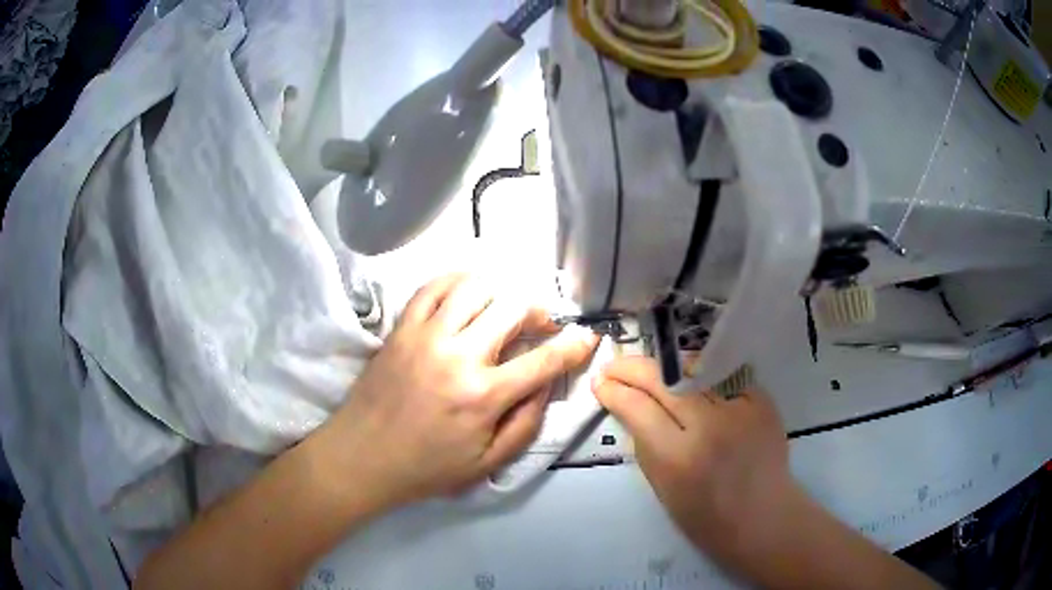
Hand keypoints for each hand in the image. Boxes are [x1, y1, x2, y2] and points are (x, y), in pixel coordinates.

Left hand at [316, 274, 597, 511]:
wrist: (362, 456)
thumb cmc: (427, 467)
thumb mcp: (487, 464)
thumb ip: (526, 424)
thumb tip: (547, 384)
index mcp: (483, 395)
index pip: (544, 360)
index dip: (574, 345)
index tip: (587, 336)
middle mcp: (458, 355)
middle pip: (513, 308)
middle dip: (539, 310)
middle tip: (541, 324)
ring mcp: (425, 335)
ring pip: (475, 287)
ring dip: (501, 291)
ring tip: (504, 308)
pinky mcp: (401, 328)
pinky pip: (432, 287)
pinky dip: (457, 281)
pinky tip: (468, 294)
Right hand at [592, 357, 797, 566]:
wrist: (763, 516)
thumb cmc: (706, 516)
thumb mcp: (661, 487)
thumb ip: (645, 443)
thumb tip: (629, 406)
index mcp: (679, 457)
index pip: (638, 407)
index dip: (614, 390)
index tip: (601, 383)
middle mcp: (710, 425)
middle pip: (663, 379)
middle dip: (632, 368)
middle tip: (614, 366)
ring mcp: (740, 408)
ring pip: (693, 369)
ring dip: (664, 367)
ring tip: (648, 369)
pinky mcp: (762, 399)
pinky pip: (722, 377)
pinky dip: (700, 376)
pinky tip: (689, 380)